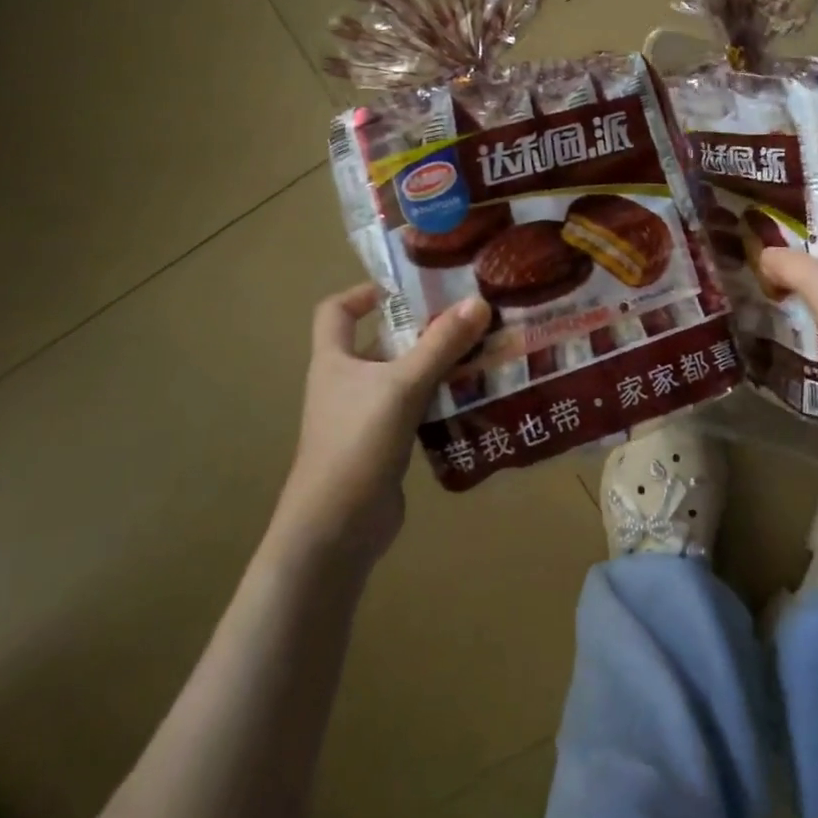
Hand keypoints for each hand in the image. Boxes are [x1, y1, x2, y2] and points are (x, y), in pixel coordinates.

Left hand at [276, 283, 490, 563]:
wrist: (335, 531)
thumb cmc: (357, 444)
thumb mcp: (402, 386)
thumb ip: (441, 345)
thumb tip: (478, 302)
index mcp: (334, 360)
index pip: (336, 310)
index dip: (365, 292)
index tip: (409, 287)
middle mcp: (346, 383)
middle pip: (382, 342)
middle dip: (421, 329)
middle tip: (468, 316)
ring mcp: (365, 416)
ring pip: (404, 377)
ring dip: (437, 366)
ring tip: (482, 351)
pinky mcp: (385, 445)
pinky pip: (416, 410)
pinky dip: (441, 400)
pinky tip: (474, 397)